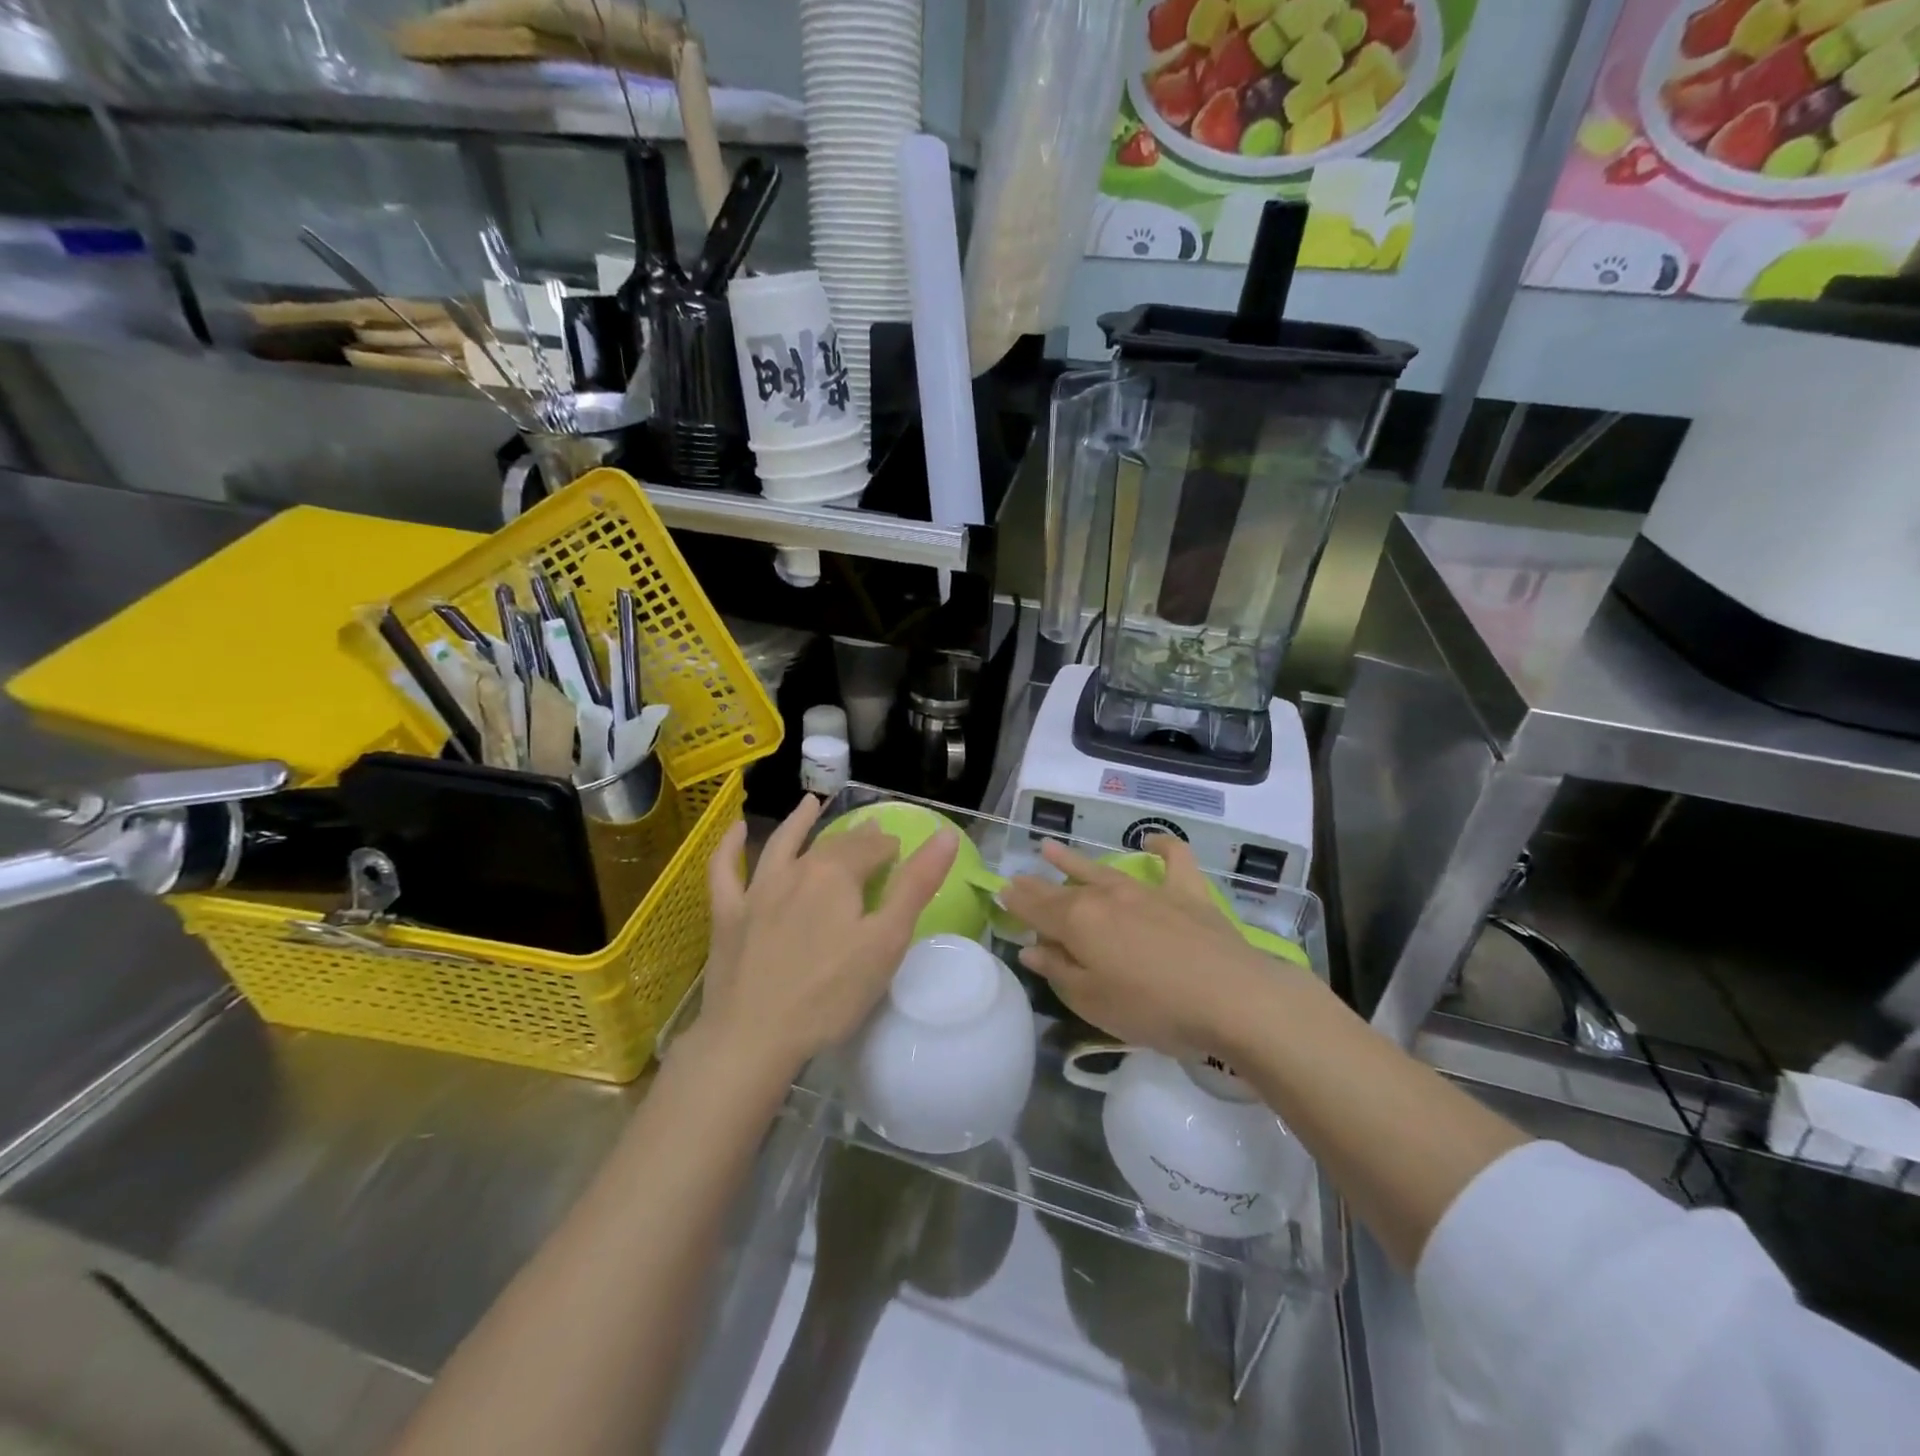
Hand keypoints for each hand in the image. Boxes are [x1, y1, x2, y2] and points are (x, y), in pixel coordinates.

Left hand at [695, 796, 958, 1076]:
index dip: (890, 848)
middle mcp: (795, 870)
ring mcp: (756, 891)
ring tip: (810, 803)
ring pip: (781, 845)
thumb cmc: (830, 994)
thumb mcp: (886, 942)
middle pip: (832, 845)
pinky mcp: (727, 916)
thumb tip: (945, 834)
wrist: (752, 1038)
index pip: (871, 848)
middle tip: (873, 833)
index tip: (901, 853)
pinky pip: (725, 871)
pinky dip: (730, 847)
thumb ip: (916, 885)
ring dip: (797, 822)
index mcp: (836, 874)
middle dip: (857, 837)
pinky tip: (736, 830)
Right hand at [1001, 836, 1273, 1059]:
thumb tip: (1031, 947)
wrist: (1231, 997)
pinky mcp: (1187, 893)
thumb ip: (1059, 971)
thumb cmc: (1152, 1008)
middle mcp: (1106, 896)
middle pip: (1063, 887)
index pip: (1036, 907)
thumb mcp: (1092, 1001)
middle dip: (1036, 883)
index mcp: (1078, 922)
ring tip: (1051, 848)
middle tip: (1017, 877)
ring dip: (1074, 860)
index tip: (1000, 893)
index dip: (1016, 902)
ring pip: (1102, 869)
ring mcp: (1147, 891)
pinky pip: (1173, 859)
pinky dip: (1162, 847)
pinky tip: (1151, 842)